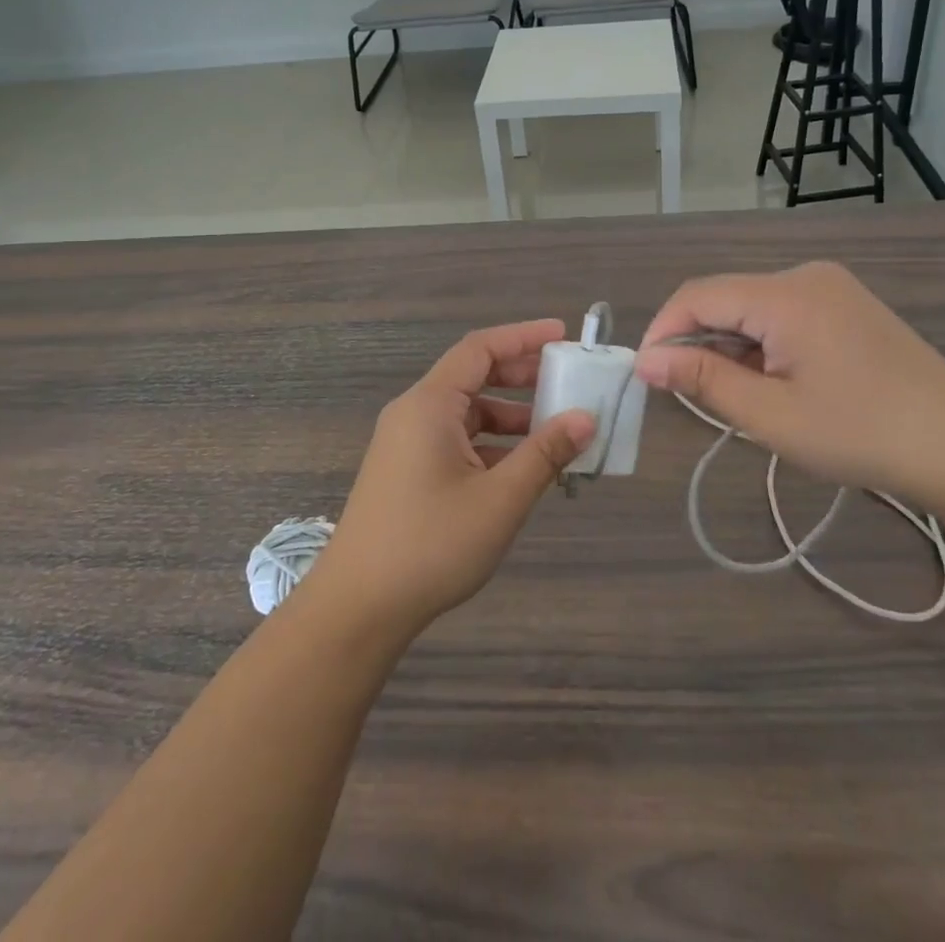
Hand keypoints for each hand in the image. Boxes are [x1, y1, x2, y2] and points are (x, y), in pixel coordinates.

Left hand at [306, 320, 596, 640]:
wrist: (358, 608)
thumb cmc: (431, 545)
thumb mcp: (499, 499)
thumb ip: (545, 454)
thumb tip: (586, 419)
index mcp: (429, 405)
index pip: (479, 348)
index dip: (522, 336)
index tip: (562, 335)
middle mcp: (414, 413)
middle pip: (472, 376)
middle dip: (520, 375)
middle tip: (565, 380)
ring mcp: (406, 444)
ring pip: (466, 413)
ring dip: (509, 416)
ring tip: (554, 432)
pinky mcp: (406, 471)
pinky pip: (455, 440)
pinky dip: (490, 444)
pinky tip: (520, 468)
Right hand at [635, 263, 944, 502]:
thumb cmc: (861, 433)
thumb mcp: (771, 415)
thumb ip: (703, 380)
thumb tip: (646, 361)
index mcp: (785, 294)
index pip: (697, 295)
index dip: (663, 331)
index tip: (645, 375)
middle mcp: (805, 276)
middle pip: (725, 297)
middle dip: (697, 341)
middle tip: (689, 395)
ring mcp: (830, 288)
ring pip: (752, 307)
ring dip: (730, 346)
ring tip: (736, 397)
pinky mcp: (846, 306)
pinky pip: (782, 314)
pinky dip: (761, 344)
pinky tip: (772, 383)